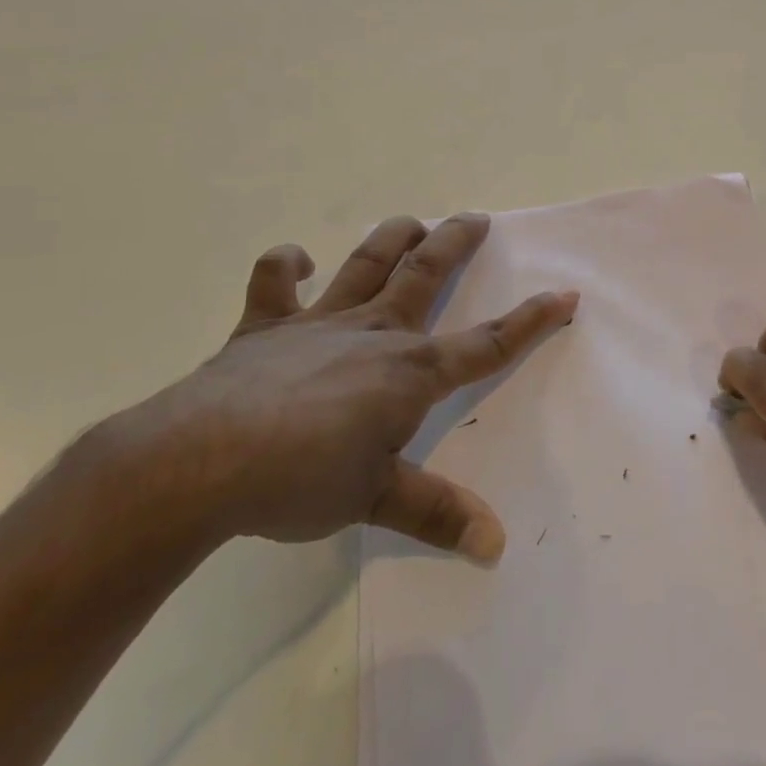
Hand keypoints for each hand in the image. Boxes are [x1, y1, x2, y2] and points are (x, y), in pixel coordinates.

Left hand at [116, 213, 576, 562]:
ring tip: (412, 222)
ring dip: (392, 237)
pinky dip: (286, 265)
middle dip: (456, 244)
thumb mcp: (376, 500)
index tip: (565, 294)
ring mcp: (317, 323)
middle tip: (476, 218)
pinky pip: (275, 283)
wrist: (200, 462)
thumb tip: (495, 547)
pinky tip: (296, 260)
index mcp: (409, 372)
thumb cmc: (300, 480)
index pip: (486, 344)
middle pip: (426, 274)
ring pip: (365, 263)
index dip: (531, 320)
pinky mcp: (264, 327)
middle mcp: (372, 333)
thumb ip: (437, 514)